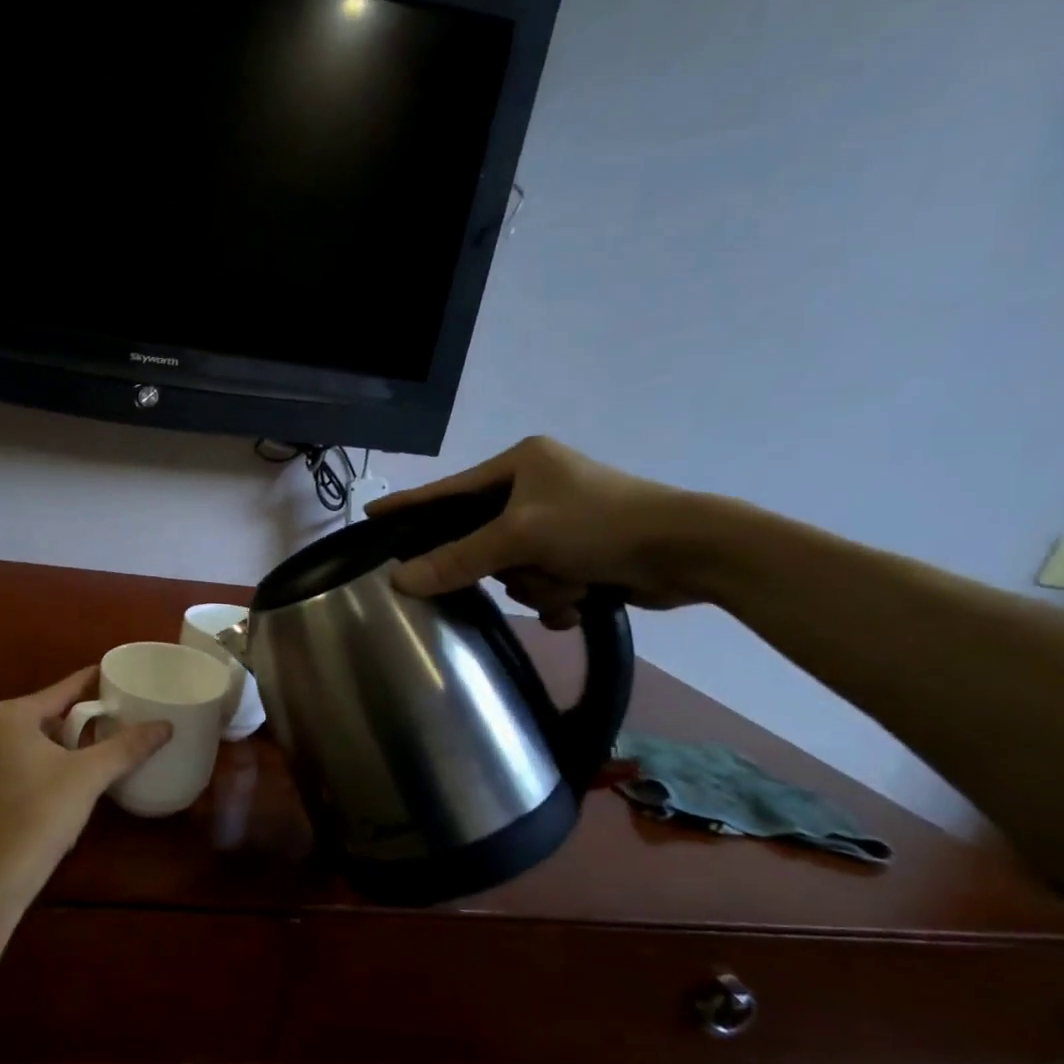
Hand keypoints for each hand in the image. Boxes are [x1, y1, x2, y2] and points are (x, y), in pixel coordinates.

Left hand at [0, 668, 171, 908]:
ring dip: (62, 743)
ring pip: (33, 743)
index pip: (61, 690)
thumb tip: (166, 726)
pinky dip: (45, 766)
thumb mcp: (91, 774)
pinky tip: (65, 781)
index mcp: (11, 716)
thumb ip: (127, 746)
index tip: (114, 674)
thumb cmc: (42, 812)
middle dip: (78, 716)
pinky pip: (22, 767)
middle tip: (114, 715)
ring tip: (96, 745)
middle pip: (46, 715)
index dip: (90, 681)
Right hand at [367, 436, 702, 628]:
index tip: (372, 514)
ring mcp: (560, 521)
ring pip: (512, 568)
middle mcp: (536, 488)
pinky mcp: (582, 552)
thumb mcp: (520, 538)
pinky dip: (557, 596)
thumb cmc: (599, 524)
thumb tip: (399, 580)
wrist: (690, 552)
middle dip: (506, 565)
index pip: (449, 490)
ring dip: (538, 585)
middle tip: (520, 567)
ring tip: (570, 582)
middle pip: (481, 540)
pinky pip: (541, 582)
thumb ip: (457, 559)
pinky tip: (580, 599)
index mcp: (520, 464)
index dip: (410, 505)